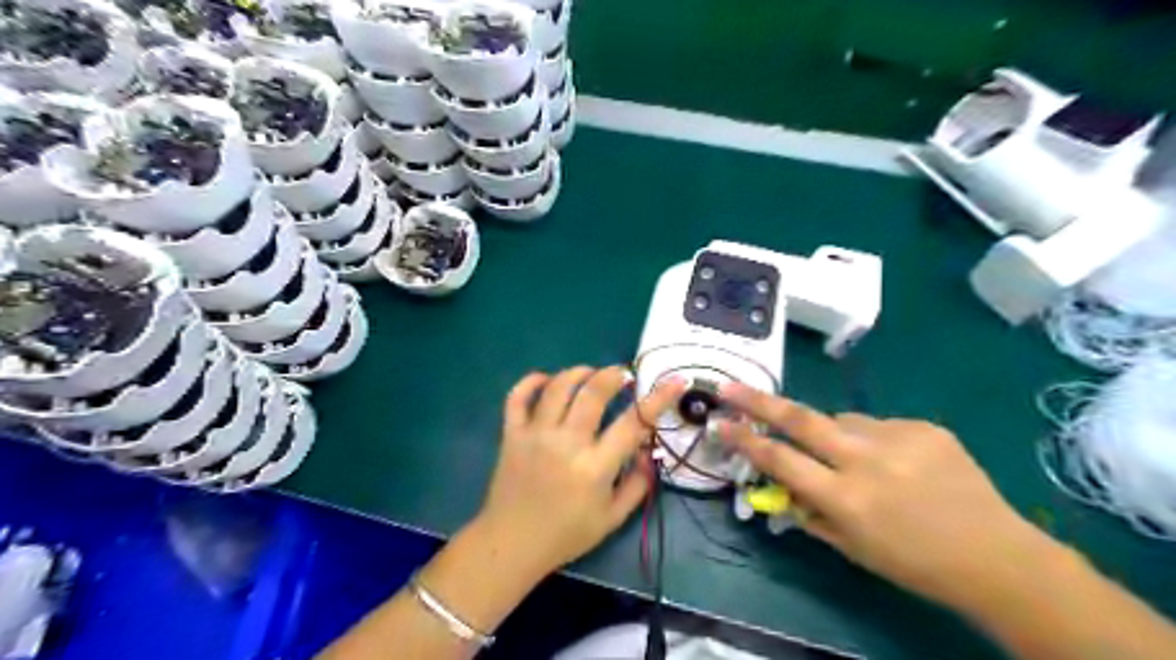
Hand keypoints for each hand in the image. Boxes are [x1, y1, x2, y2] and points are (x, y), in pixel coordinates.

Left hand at [472, 365, 684, 577]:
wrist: (511, 544)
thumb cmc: (566, 535)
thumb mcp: (613, 518)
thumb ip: (638, 483)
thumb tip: (649, 450)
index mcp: (595, 468)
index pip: (633, 423)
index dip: (658, 398)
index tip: (675, 381)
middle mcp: (566, 443)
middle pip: (593, 393)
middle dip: (614, 375)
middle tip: (624, 375)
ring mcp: (535, 435)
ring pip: (558, 386)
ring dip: (579, 372)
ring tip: (590, 374)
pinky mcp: (511, 434)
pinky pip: (518, 396)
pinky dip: (532, 381)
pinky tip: (547, 379)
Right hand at [716, 388, 1055, 607]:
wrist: (997, 556)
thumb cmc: (915, 563)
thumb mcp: (852, 548)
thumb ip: (809, 512)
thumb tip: (780, 483)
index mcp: (845, 498)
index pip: (779, 459)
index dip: (744, 439)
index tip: (719, 422)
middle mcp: (867, 461)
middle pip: (801, 419)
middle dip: (759, 400)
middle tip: (730, 386)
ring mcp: (898, 438)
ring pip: (841, 420)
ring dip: (832, 433)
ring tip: (853, 458)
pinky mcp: (923, 426)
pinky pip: (877, 425)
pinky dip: (872, 440)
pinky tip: (896, 463)